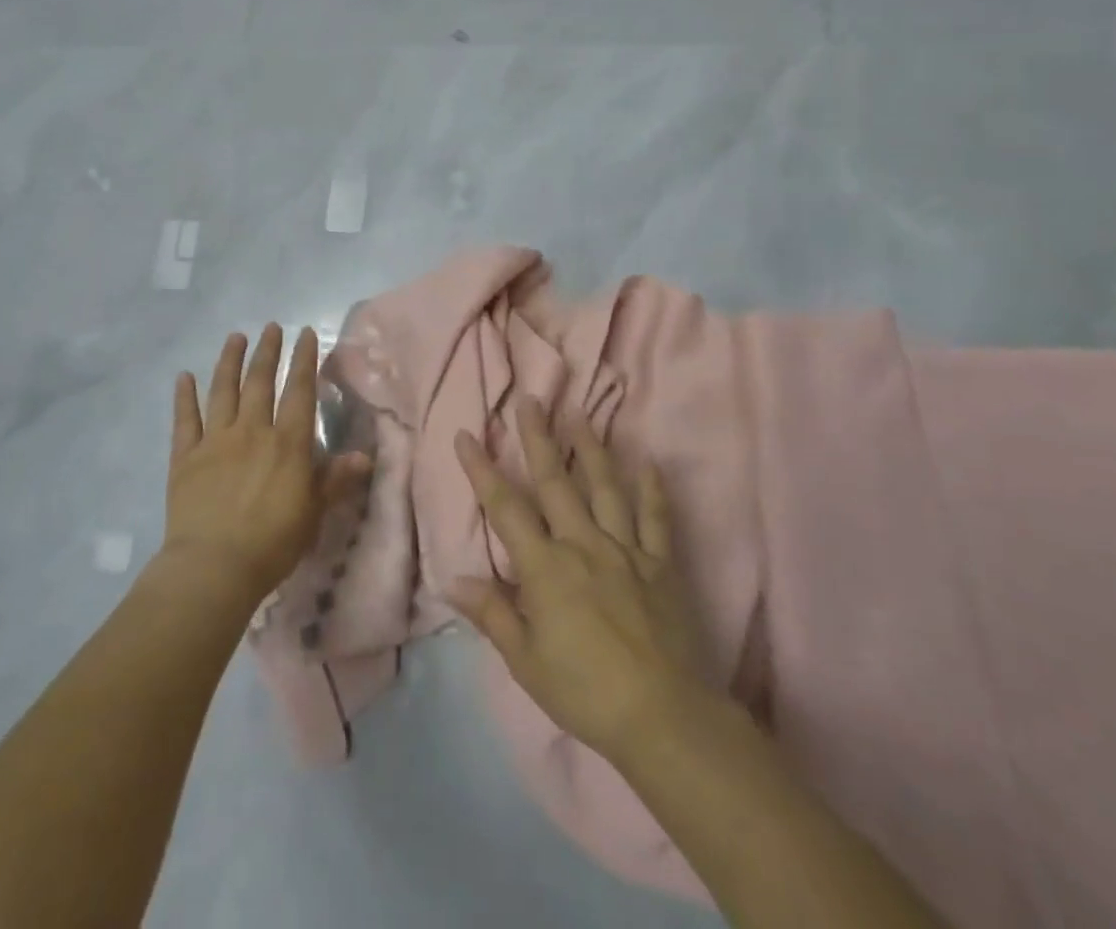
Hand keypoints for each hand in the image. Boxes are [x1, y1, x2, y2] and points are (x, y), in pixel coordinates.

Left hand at [164, 324, 369, 607]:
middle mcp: (252, 431)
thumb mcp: (313, 512)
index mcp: (288, 443)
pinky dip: (185, 396)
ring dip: (229, 362)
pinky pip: (185, 420)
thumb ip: (335, 479)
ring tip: (235, 337)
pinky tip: (184, 377)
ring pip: (223, 391)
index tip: (304, 334)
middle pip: (260, 382)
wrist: (214, 566)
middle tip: (271, 327)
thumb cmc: (272, 543)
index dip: (304, 360)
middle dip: (267, 352)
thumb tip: (364, 455)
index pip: (299, 391)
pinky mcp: (185, 457)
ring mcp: (215, 440)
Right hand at [449, 399, 711, 765]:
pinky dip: (653, 491)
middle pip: (556, 481)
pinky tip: (650, 463)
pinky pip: (656, 521)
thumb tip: (453, 579)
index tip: (467, 435)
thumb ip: (492, 613)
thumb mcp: (526, 661)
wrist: (662, 717)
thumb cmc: (584, 691)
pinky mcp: (661, 566)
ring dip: (592, 448)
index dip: (482, 470)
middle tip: (530, 399)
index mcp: (546, 567)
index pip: (505, 508)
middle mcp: (583, 544)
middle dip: (538, 438)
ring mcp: (626, 551)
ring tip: (581, 413)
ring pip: (605, 488)